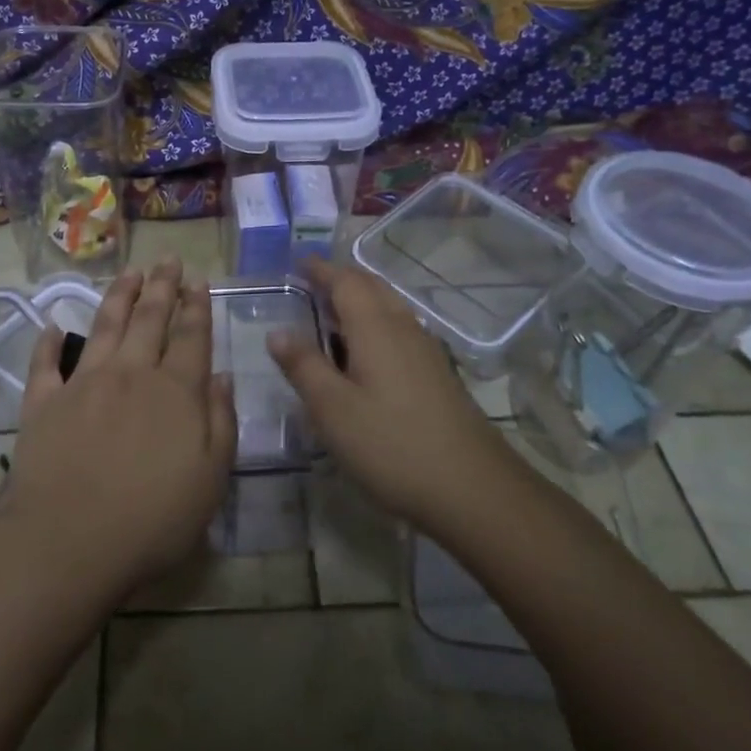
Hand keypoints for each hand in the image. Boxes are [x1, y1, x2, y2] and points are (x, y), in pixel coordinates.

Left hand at [0, 258, 236, 595]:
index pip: (191, 336)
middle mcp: (131, 373)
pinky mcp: (43, 402)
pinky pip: (44, 363)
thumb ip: (221, 423)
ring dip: (119, 296)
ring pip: (104, 326)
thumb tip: (222, 377)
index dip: (197, 305)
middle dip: (162, 286)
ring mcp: (83, 384)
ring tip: (130, 272)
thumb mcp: (210, 479)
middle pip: (150, 318)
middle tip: (168, 259)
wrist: (69, 542)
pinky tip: (52, 325)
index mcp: (175, 391)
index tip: (198, 280)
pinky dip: (47, 342)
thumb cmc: (152, 519)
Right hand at [268, 259, 514, 532]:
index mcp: (376, 328)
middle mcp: (404, 328)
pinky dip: (376, 324)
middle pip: (372, 288)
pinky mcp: (438, 374)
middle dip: (342, 279)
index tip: (299, 263)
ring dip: (361, 301)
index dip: (321, 270)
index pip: (346, 282)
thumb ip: (304, 366)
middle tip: (313, 283)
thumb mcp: (333, 409)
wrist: (472, 487)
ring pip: (390, 308)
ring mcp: (426, 351)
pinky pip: (400, 330)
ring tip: (333, 315)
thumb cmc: (392, 445)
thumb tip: (277, 331)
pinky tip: (367, 354)